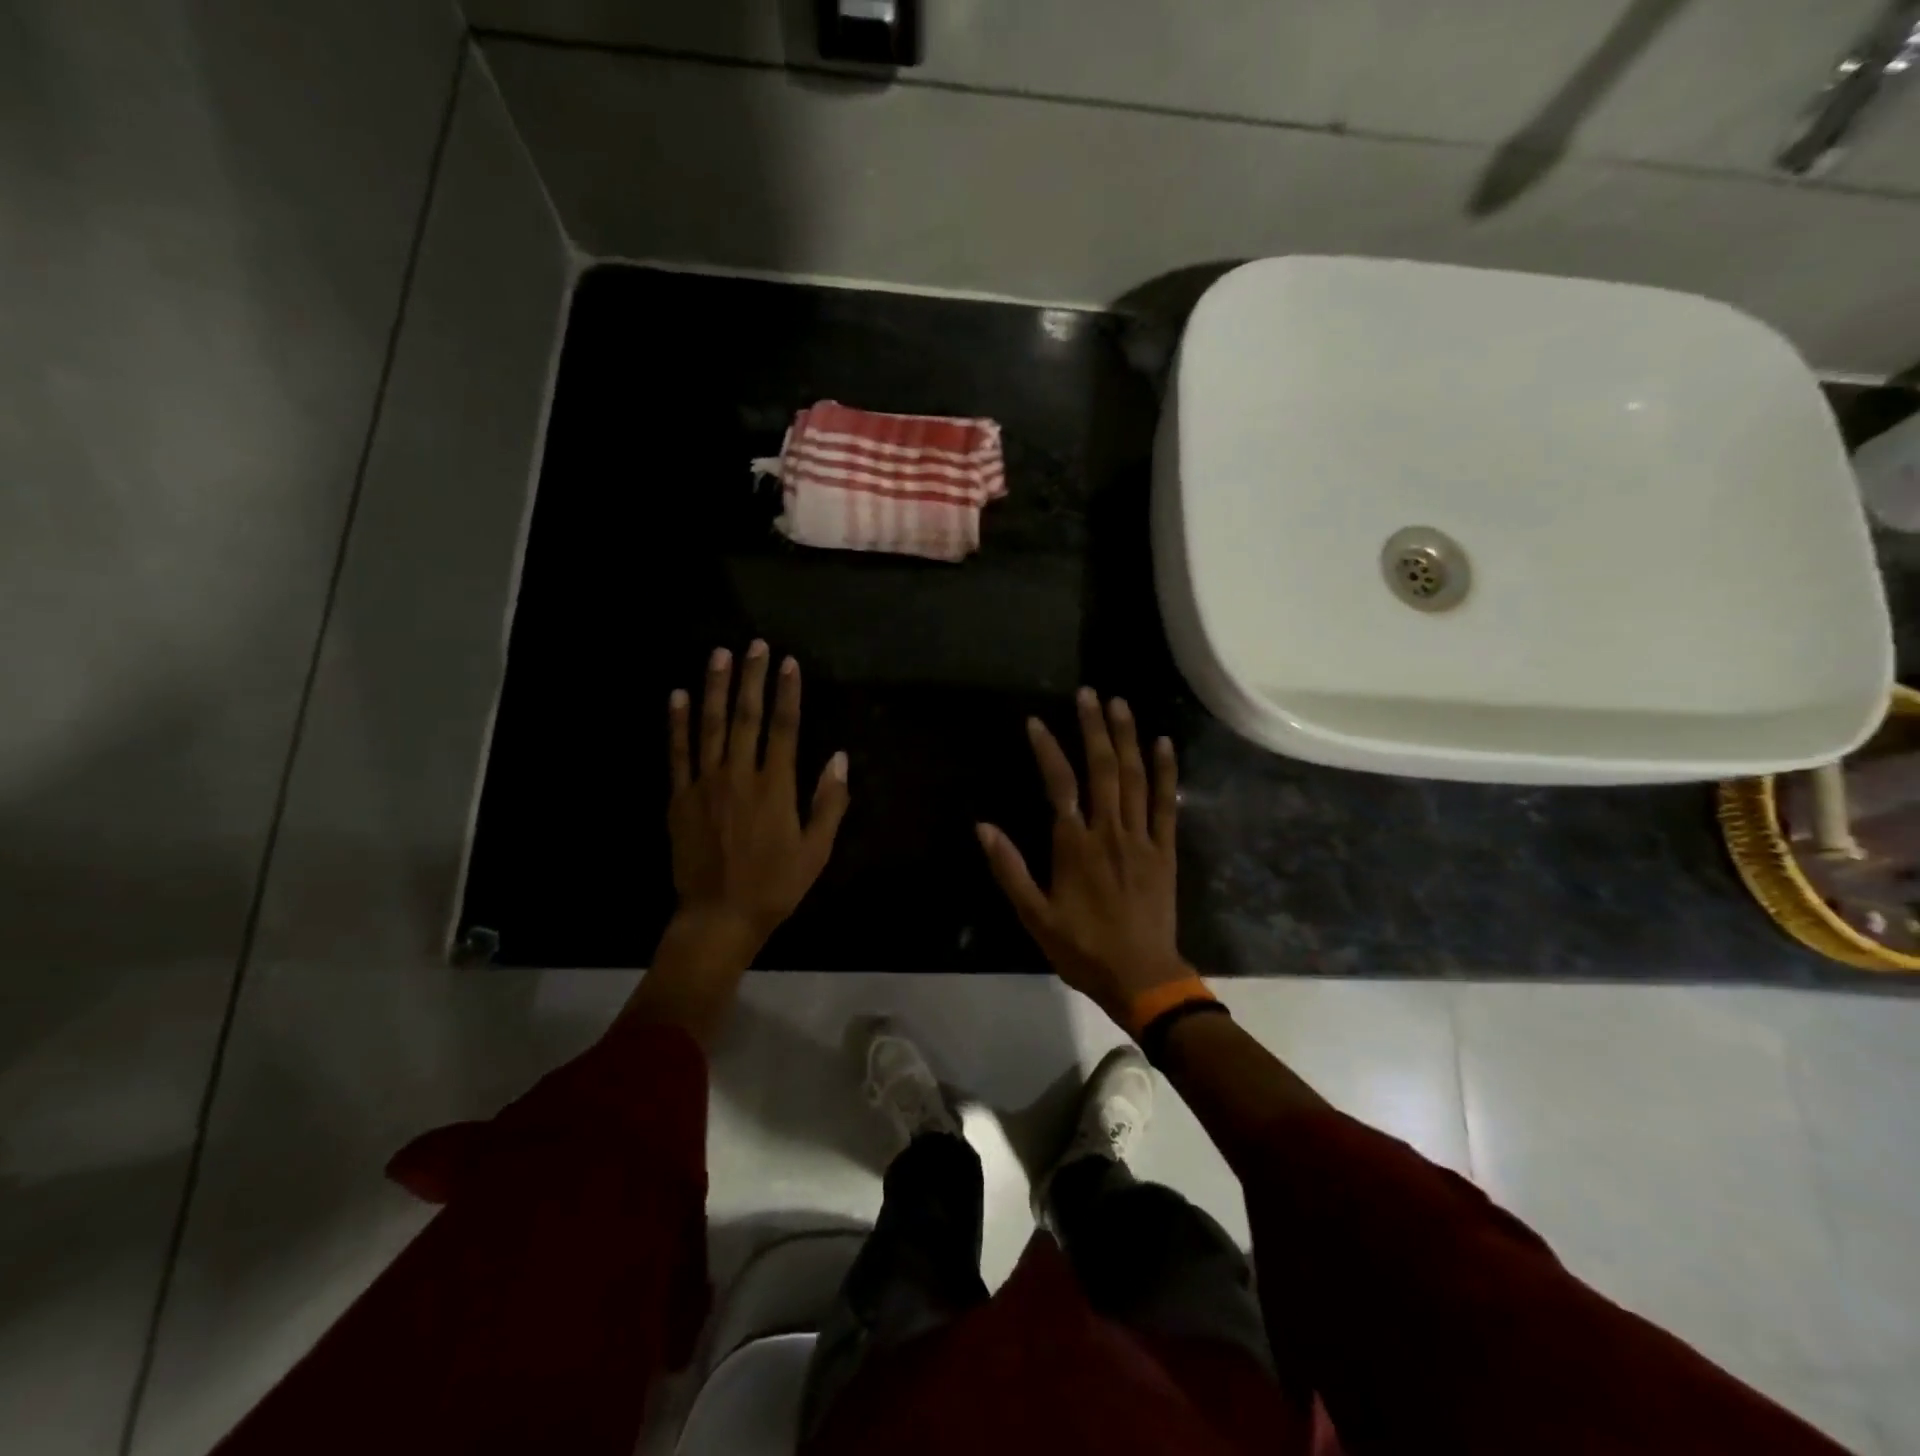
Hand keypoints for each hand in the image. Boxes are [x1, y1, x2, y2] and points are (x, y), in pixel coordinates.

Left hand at [626, 642, 849, 1044]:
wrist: (719, 917)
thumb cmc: (775, 886)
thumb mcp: (816, 850)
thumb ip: (829, 802)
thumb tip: (839, 757)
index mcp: (775, 788)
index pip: (783, 728)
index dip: (787, 693)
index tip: (789, 663)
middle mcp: (739, 776)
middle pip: (746, 717)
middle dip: (751, 678)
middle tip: (755, 644)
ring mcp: (705, 784)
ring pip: (711, 726)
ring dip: (716, 688)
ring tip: (719, 655)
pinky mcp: (680, 798)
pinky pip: (678, 753)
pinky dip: (678, 723)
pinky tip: (679, 696)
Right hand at [976, 687, 1186, 1025]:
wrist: (1142, 977)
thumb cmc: (1082, 948)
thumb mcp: (1035, 917)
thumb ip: (1009, 869)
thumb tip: (983, 827)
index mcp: (1074, 845)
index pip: (1059, 784)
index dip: (1047, 750)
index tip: (1036, 722)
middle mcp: (1109, 831)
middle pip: (1103, 768)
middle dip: (1094, 727)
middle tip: (1089, 693)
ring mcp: (1141, 837)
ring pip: (1135, 777)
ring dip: (1127, 737)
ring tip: (1120, 704)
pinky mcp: (1164, 849)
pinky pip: (1166, 802)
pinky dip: (1165, 771)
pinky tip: (1163, 743)